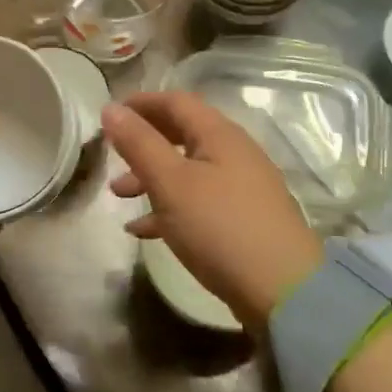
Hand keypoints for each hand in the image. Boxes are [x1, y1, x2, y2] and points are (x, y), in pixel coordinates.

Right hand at [103, 92, 322, 331]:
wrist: (283, 290)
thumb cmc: (220, 226)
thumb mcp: (170, 182)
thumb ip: (139, 143)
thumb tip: (111, 108)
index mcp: (219, 135)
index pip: (176, 102)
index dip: (141, 103)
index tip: (109, 115)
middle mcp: (234, 153)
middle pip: (182, 134)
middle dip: (144, 142)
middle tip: (112, 154)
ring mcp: (241, 188)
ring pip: (187, 170)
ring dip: (151, 177)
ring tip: (118, 195)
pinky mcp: (242, 220)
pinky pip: (198, 202)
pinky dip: (169, 208)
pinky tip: (142, 230)